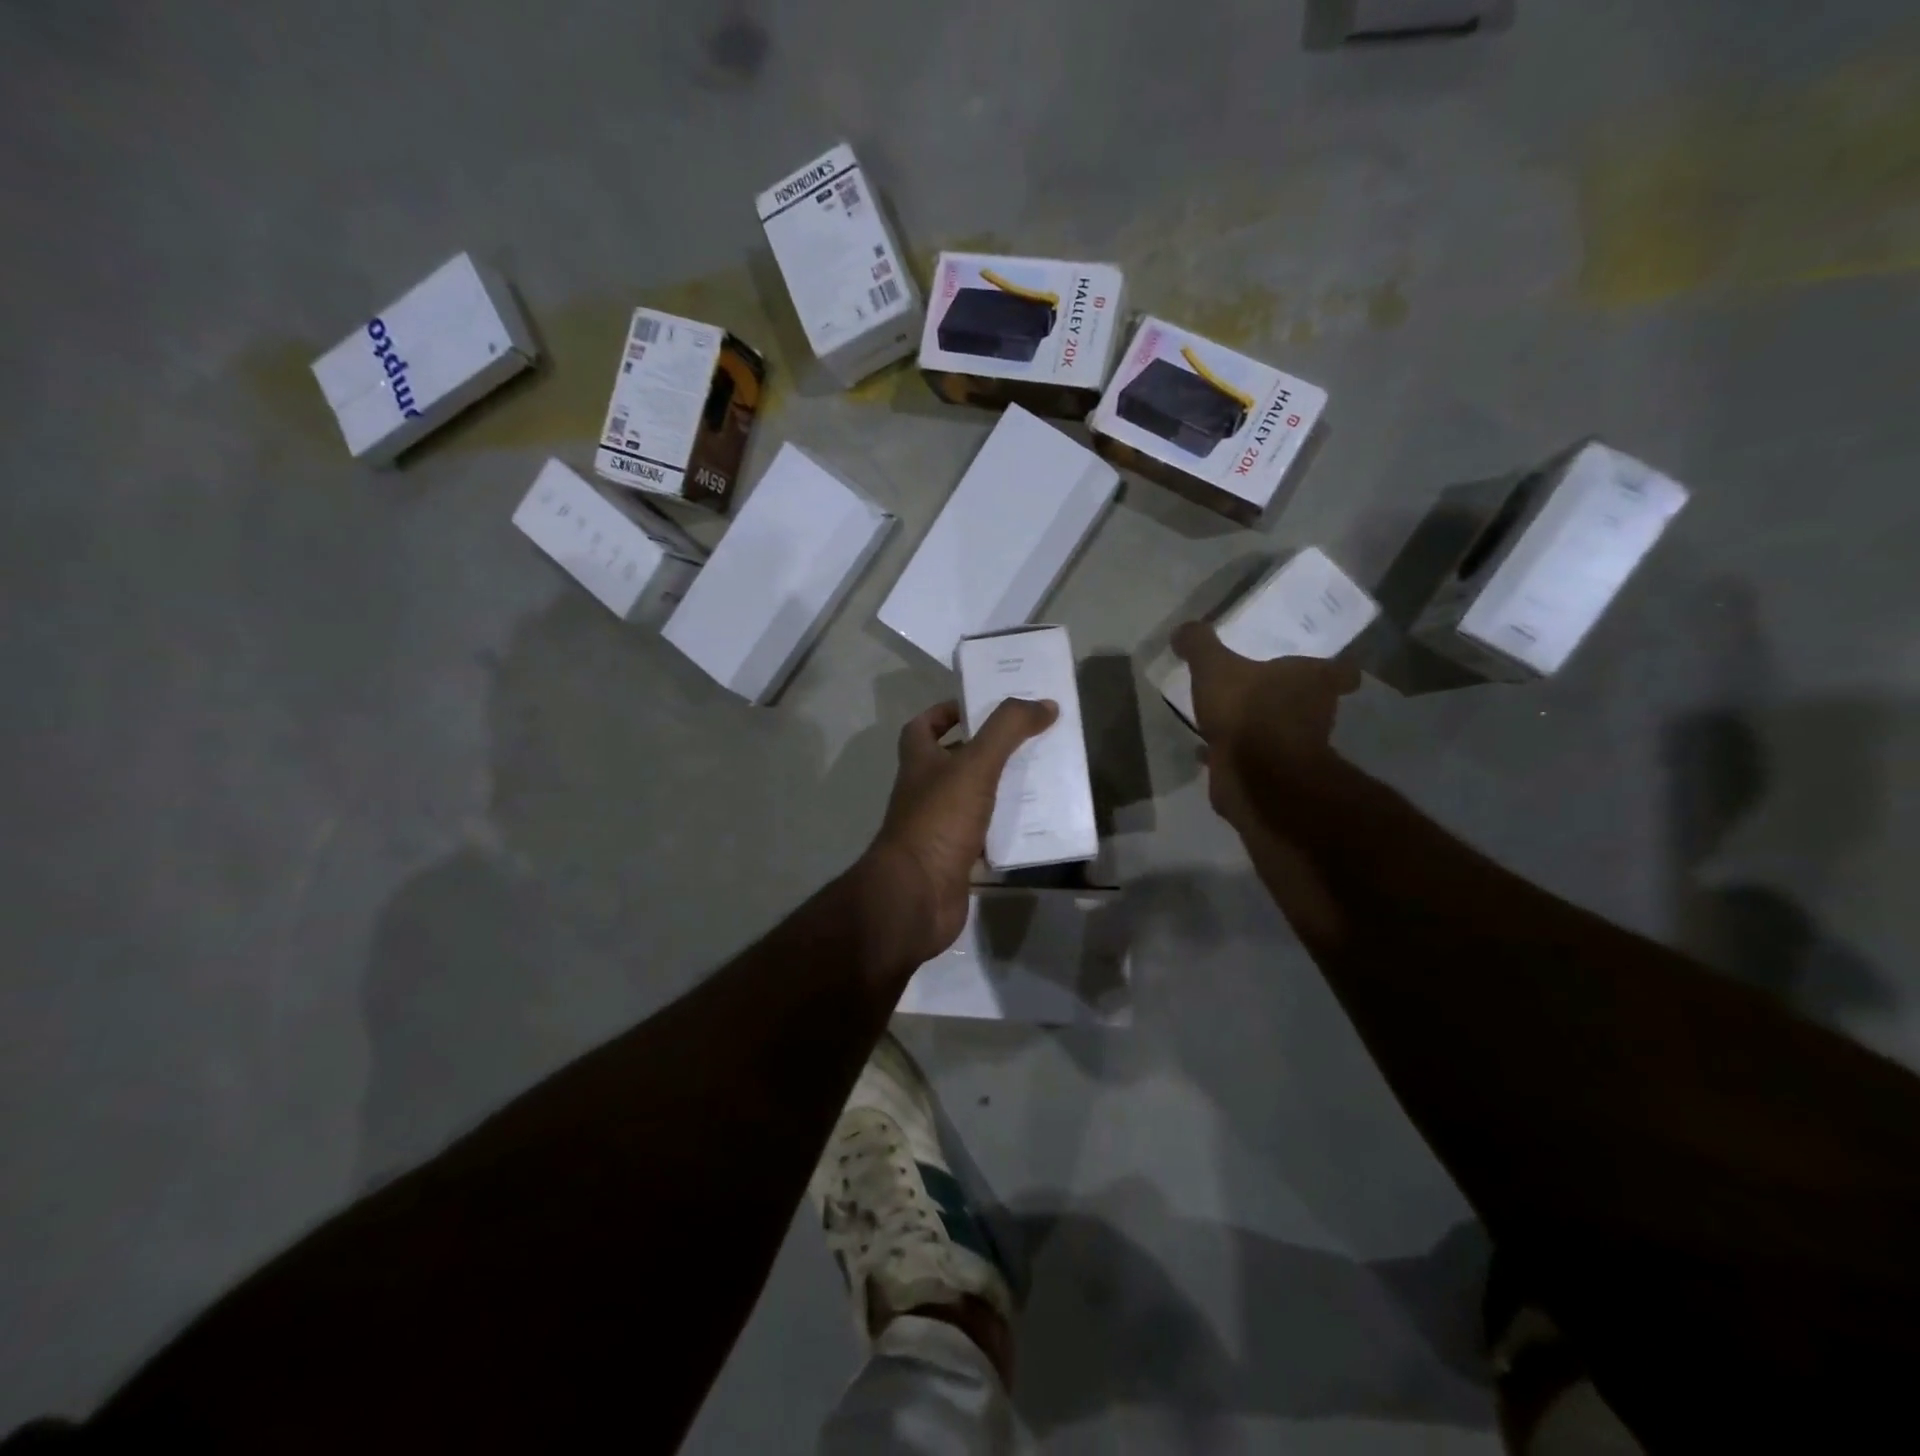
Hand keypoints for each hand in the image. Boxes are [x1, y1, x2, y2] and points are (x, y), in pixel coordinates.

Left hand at [860, 697, 1058, 962]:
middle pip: (953, 760)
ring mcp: (939, 826)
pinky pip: (985, 834)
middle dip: (987, 748)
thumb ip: (1007, 730)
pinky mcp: (956, 857)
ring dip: (1001, 786)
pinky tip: (1037, 822)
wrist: (917, 895)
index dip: (946, 712)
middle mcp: (925, 791)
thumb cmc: (939, 820)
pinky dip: (1007, 826)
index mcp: (919, 762)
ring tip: (1043, 775)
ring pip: (973, 797)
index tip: (981, 706)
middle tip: (1028, 737)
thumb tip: (1044, 704)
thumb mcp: (975, 765)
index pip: (923, 727)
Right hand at [1171, 621, 1359, 827]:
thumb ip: (1200, 645)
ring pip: (1280, 731)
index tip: (1319, 665)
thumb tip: (1183, 630)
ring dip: (1260, 725)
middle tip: (1262, 684)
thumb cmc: (1248, 710)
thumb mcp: (1215, 667)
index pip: (1341, 671)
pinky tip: (1207, 747)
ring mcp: (1295, 749)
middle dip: (1288, 696)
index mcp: (1315, 681)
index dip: (1334, 669)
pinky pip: (1251, 757)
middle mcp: (1315, 714)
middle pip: (1311, 701)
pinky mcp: (1272, 775)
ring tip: (1230, 715)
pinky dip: (1233, 752)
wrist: (1254, 777)